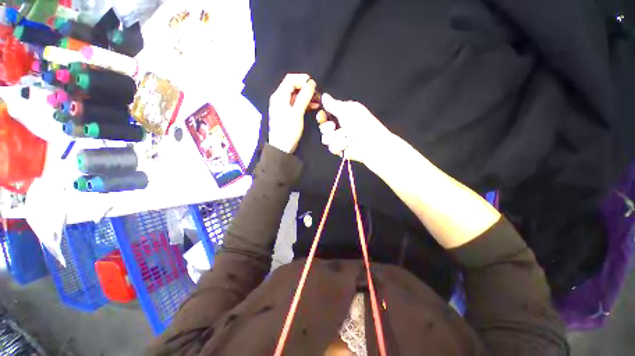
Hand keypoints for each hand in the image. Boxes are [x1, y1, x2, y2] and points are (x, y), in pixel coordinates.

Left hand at [268, 74, 316, 153]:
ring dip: (307, 96)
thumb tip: (311, 83)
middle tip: (317, 94)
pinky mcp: (287, 113)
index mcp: (279, 96)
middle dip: (306, 88)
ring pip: (296, 96)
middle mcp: (279, 98)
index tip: (314, 85)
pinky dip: (304, 104)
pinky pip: (296, 104)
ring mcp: (283, 106)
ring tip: (318, 101)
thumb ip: (304, 97)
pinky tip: (313, 106)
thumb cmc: (288, 130)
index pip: (291, 79)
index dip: (303, 79)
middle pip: (293, 86)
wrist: (281, 147)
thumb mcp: (297, 113)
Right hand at [319, 94, 393, 164]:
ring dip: (336, 139)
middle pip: (324, 128)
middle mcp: (342, 126)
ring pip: (327, 140)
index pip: (326, 115)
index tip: (322, 117)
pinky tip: (348, 147)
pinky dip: (341, 147)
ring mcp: (342, 139)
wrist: (373, 146)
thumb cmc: (363, 126)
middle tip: (334, 127)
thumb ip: (334, 105)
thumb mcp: (348, 111)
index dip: (322, 116)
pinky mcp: (343, 151)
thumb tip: (324, 96)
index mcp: (344, 114)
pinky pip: (333, 149)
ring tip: (347, 139)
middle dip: (327, 129)